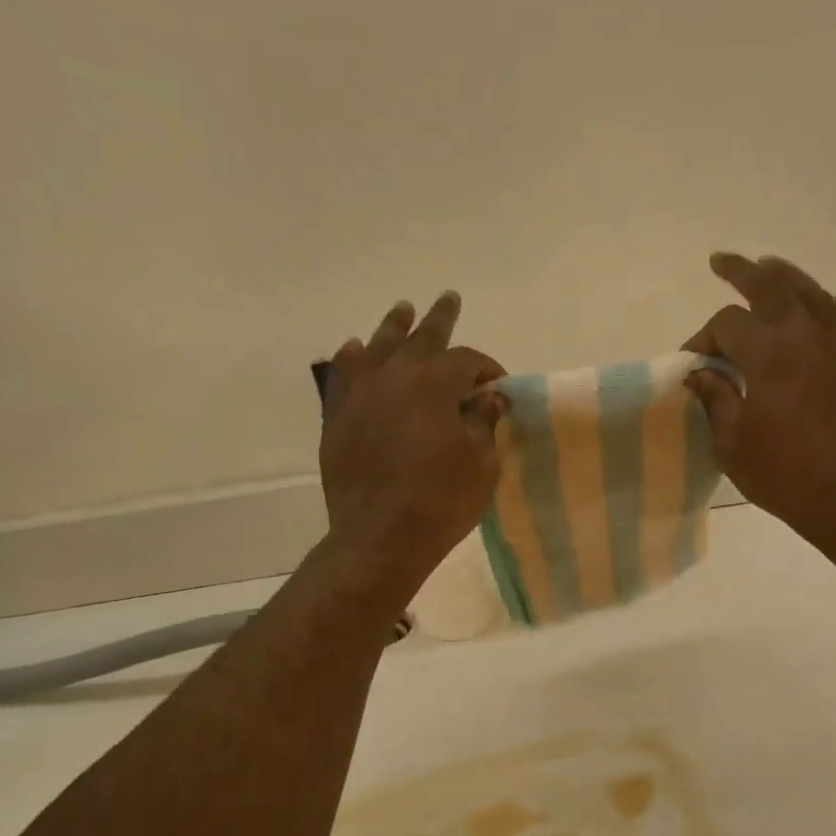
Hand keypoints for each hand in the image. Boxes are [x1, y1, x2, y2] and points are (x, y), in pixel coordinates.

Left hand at [319, 291, 506, 598]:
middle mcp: (394, 375)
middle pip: (422, 338)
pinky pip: (343, 375)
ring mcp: (359, 393)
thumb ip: (483, 423)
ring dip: (394, 327)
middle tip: (449, 298)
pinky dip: (353, 358)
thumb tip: (488, 398)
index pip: (467, 360)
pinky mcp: (336, 416)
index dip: (487, 368)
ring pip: (378, 347)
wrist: (379, 537)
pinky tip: (356, 349)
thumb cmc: (440, 502)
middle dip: (440, 320)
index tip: (498, 386)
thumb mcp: (480, 464)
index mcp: (435, 383)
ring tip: (403, 310)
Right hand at [683, 252, 835, 544]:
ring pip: (812, 291)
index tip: (692, 364)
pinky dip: (831, 306)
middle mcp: (805, 336)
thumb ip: (715, 399)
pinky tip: (825, 306)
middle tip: (722, 262)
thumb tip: (699, 373)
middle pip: (772, 285)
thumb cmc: (782, 475)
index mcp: (768, 355)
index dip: (703, 338)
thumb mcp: (732, 443)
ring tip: (768, 268)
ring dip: (785, 276)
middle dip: (742, 271)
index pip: (727, 324)